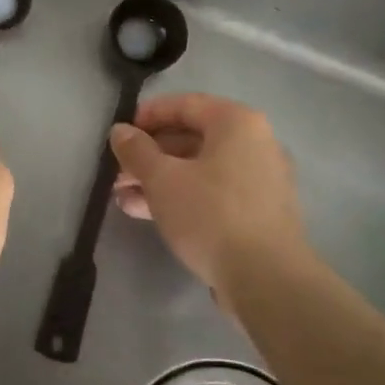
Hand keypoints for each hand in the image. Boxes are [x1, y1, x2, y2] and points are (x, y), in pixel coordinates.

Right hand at [110, 94, 309, 297]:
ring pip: (200, 170)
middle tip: (117, 172)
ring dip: (160, 180)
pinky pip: (214, 193)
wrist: (267, 280)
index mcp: (237, 123)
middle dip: (149, 156)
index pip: (185, 104)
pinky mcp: (260, 214)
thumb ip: (137, 151)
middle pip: (192, 139)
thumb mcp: (162, 179)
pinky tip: (148, 215)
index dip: (148, 115)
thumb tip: (120, 131)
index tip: (120, 134)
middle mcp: (256, 143)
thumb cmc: (211, 214)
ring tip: (122, 198)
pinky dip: (183, 198)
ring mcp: (261, 180)